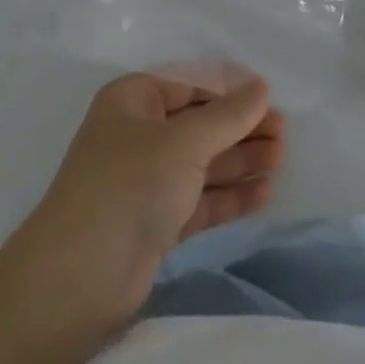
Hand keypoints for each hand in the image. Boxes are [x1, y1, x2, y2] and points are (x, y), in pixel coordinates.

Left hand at [9, 74, 284, 330]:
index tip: (270, 99)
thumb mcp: (184, 142)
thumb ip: (227, 116)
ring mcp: (146, 181)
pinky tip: (264, 194)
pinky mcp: (155, 223)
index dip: (229, 91)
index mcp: (133, 100)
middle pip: (198, 125)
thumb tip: (261, 87)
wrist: (79, 277)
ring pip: (201, 164)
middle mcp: (138, 135)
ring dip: (240, 162)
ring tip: (282, 160)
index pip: (189, 86)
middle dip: (240, 130)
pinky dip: (229, 197)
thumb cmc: (130, 185)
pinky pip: (199, 200)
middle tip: (284, 136)